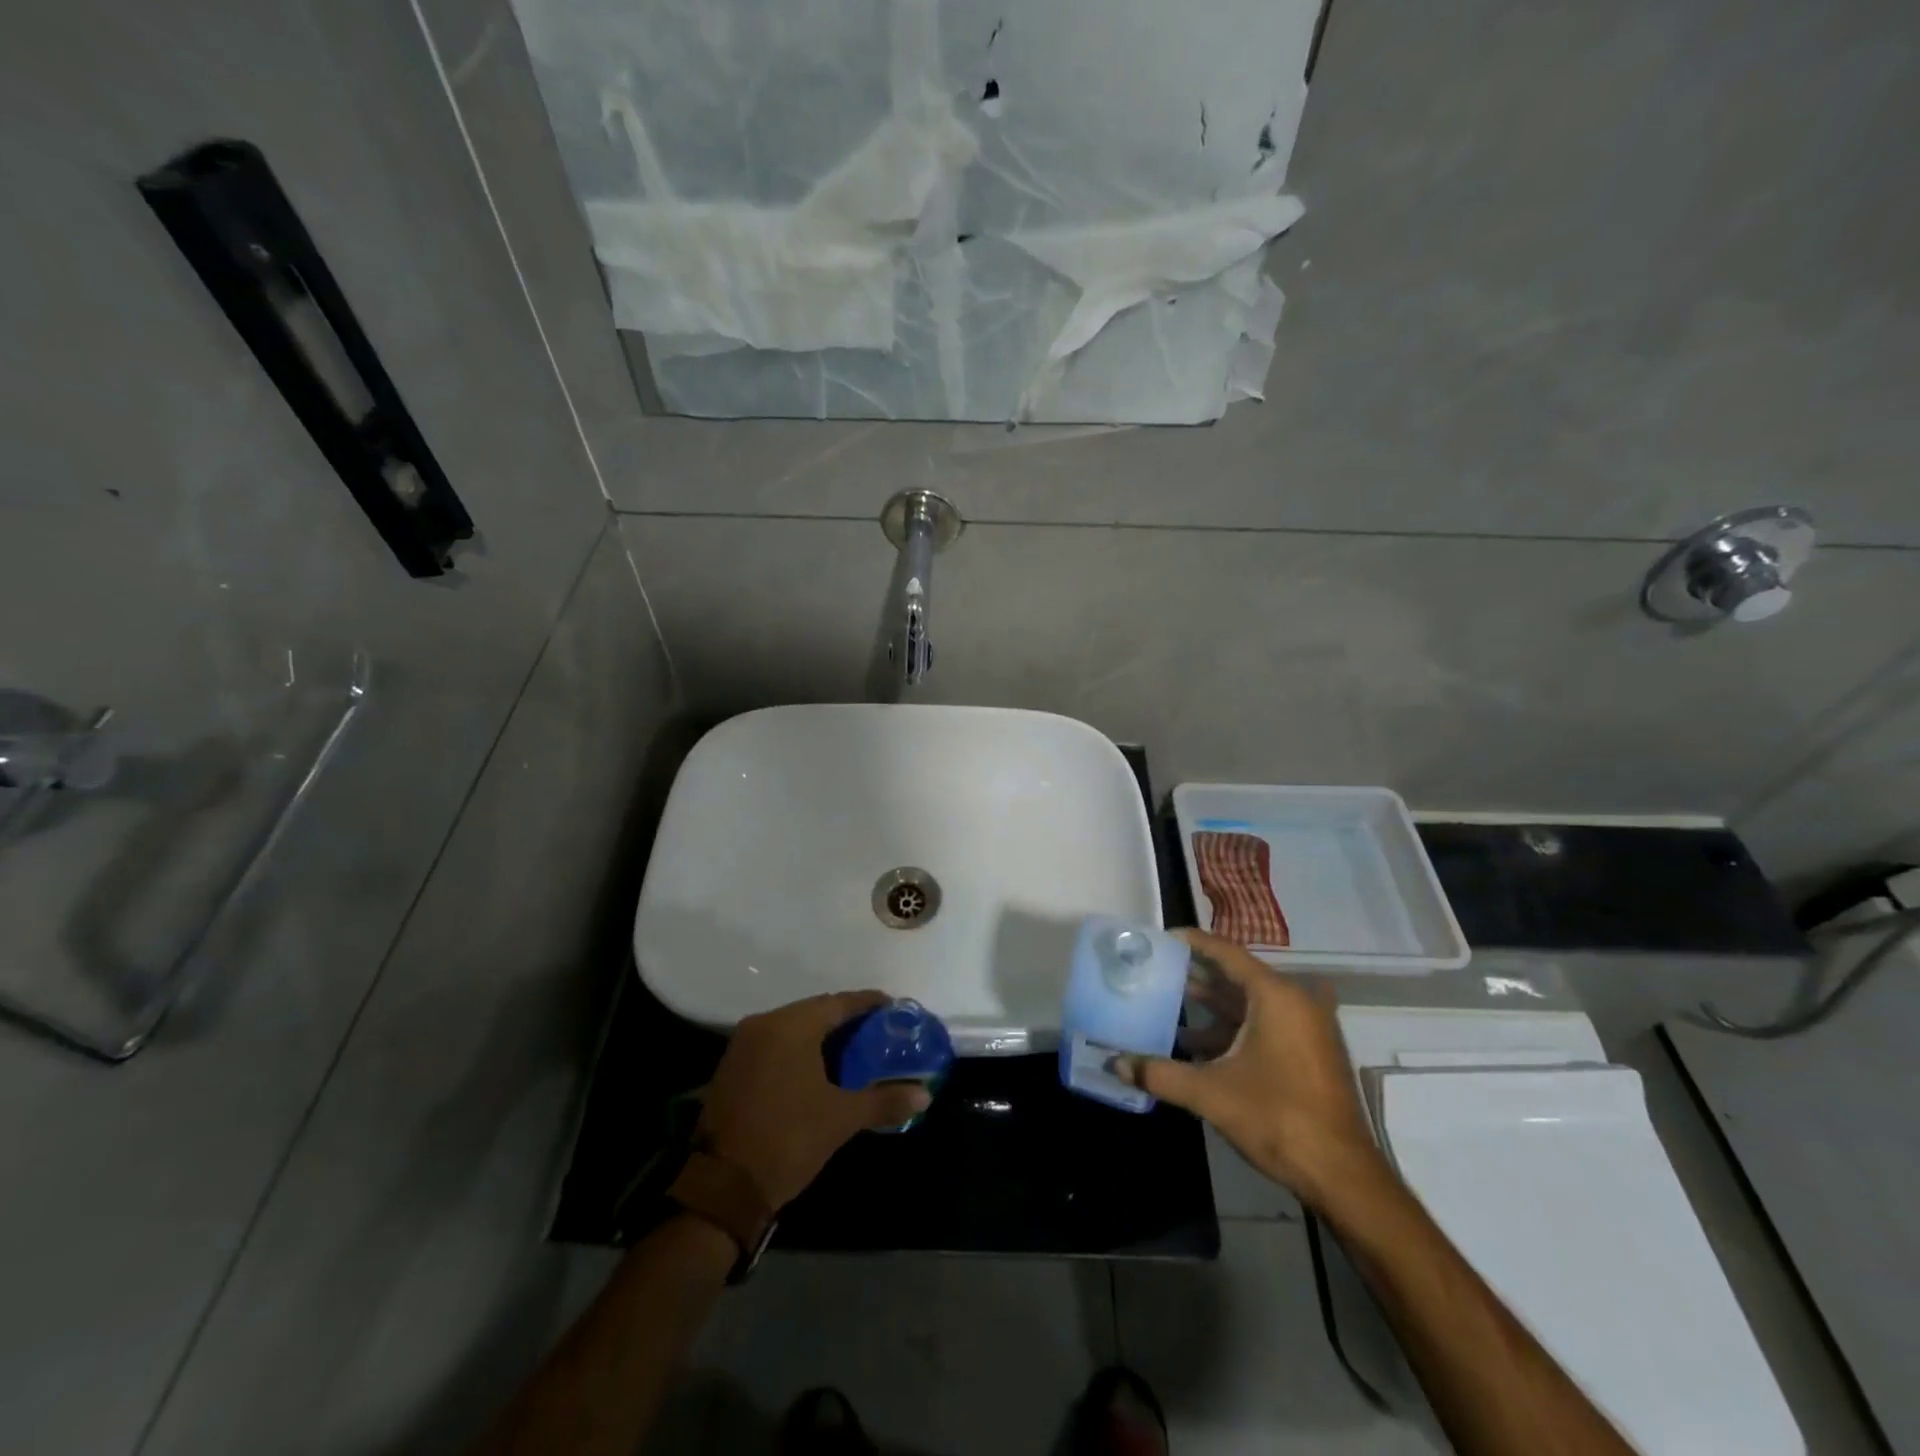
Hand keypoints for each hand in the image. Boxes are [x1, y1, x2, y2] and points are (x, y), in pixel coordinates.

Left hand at [699, 991, 931, 1208]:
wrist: (722, 1188)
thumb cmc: (788, 1140)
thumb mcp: (842, 1119)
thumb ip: (884, 1100)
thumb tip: (925, 1094)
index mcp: (791, 1025)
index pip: (839, 1002)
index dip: (869, 1004)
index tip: (894, 1009)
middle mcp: (765, 1023)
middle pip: (816, 1011)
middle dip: (848, 1020)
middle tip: (879, 1033)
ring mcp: (744, 1044)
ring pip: (794, 1027)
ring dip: (823, 1035)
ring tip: (855, 1050)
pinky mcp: (732, 1066)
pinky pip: (775, 1043)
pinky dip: (800, 1048)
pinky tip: (820, 1066)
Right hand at [1116, 929, 1392, 1214]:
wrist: (1342, 1176)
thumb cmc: (1278, 1118)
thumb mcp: (1211, 1093)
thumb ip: (1160, 1074)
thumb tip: (1115, 1063)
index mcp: (1276, 997)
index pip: (1228, 954)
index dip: (1194, 943)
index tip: (1163, 938)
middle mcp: (1295, 1003)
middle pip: (1238, 976)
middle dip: (1199, 974)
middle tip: (1159, 969)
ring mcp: (1306, 1029)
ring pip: (1251, 1003)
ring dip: (1213, 1005)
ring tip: (1170, 1002)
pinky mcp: (1309, 1053)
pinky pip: (1264, 1024)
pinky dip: (1232, 1028)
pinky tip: (1198, 1044)